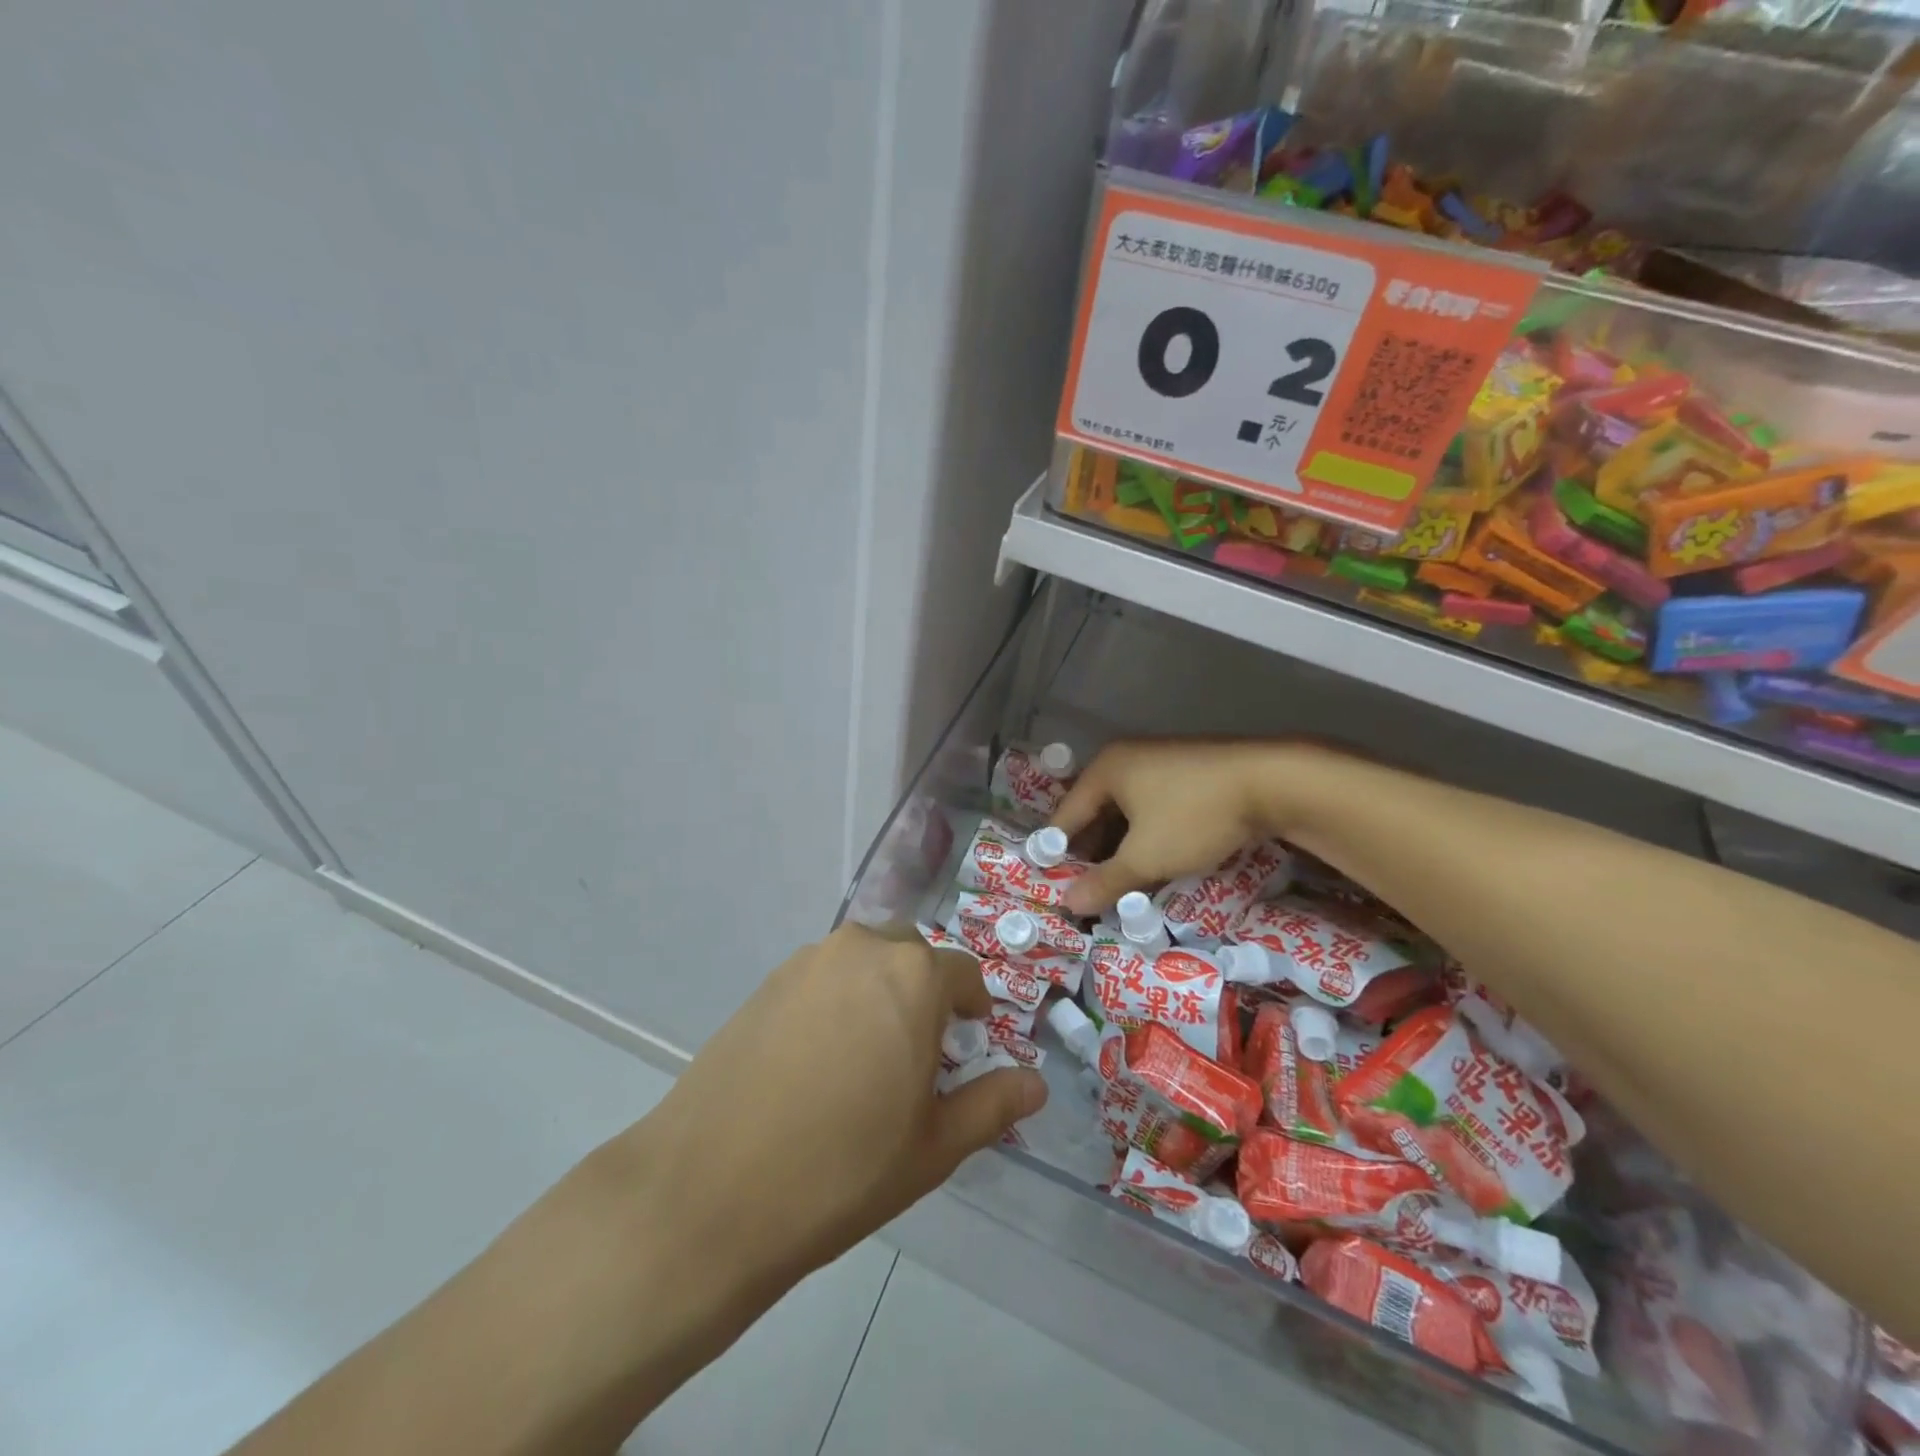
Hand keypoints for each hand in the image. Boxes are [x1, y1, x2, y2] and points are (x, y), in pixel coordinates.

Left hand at [599, 924, 1047, 1296]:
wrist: (711, 1190)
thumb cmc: (843, 1169)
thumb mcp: (934, 1146)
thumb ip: (992, 1105)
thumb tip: (1036, 1084)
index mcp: (913, 976)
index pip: (963, 974)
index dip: (973, 1009)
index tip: (968, 1044)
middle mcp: (862, 949)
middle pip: (912, 958)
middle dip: (925, 993)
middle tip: (918, 1055)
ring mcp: (808, 961)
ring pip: (865, 962)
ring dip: (879, 992)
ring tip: (866, 1058)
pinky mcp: (767, 981)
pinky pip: (822, 977)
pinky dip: (836, 1001)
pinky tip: (817, 1060)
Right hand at [1056, 739, 1319, 913]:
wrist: (1272, 781)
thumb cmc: (1194, 816)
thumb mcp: (1146, 857)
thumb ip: (1105, 882)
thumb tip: (1068, 904)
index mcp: (1105, 769)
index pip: (1066, 815)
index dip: (1057, 853)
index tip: (1054, 886)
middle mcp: (1126, 758)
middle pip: (1095, 811)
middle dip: (1092, 852)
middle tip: (1090, 890)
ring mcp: (1159, 760)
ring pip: (1126, 810)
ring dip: (1121, 845)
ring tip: (1121, 881)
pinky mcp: (1189, 770)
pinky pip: (1152, 805)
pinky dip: (1147, 833)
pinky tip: (1156, 859)